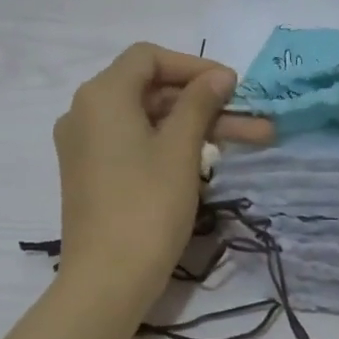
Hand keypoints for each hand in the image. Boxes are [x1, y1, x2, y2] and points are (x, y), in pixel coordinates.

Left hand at [53, 43, 239, 311]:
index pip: (149, 57)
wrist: (106, 281)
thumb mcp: (180, 150)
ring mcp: (86, 145)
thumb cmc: (147, 207)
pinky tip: (208, 160)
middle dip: (206, 103)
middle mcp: (85, 112)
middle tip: (254, 121)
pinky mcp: (92, 173)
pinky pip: (134, 144)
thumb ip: (199, 103)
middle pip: (152, 90)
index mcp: (102, 95)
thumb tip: (219, 76)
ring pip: (149, 121)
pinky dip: (170, 145)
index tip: (232, 86)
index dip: (194, 66)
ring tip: (251, 142)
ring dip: (196, 127)